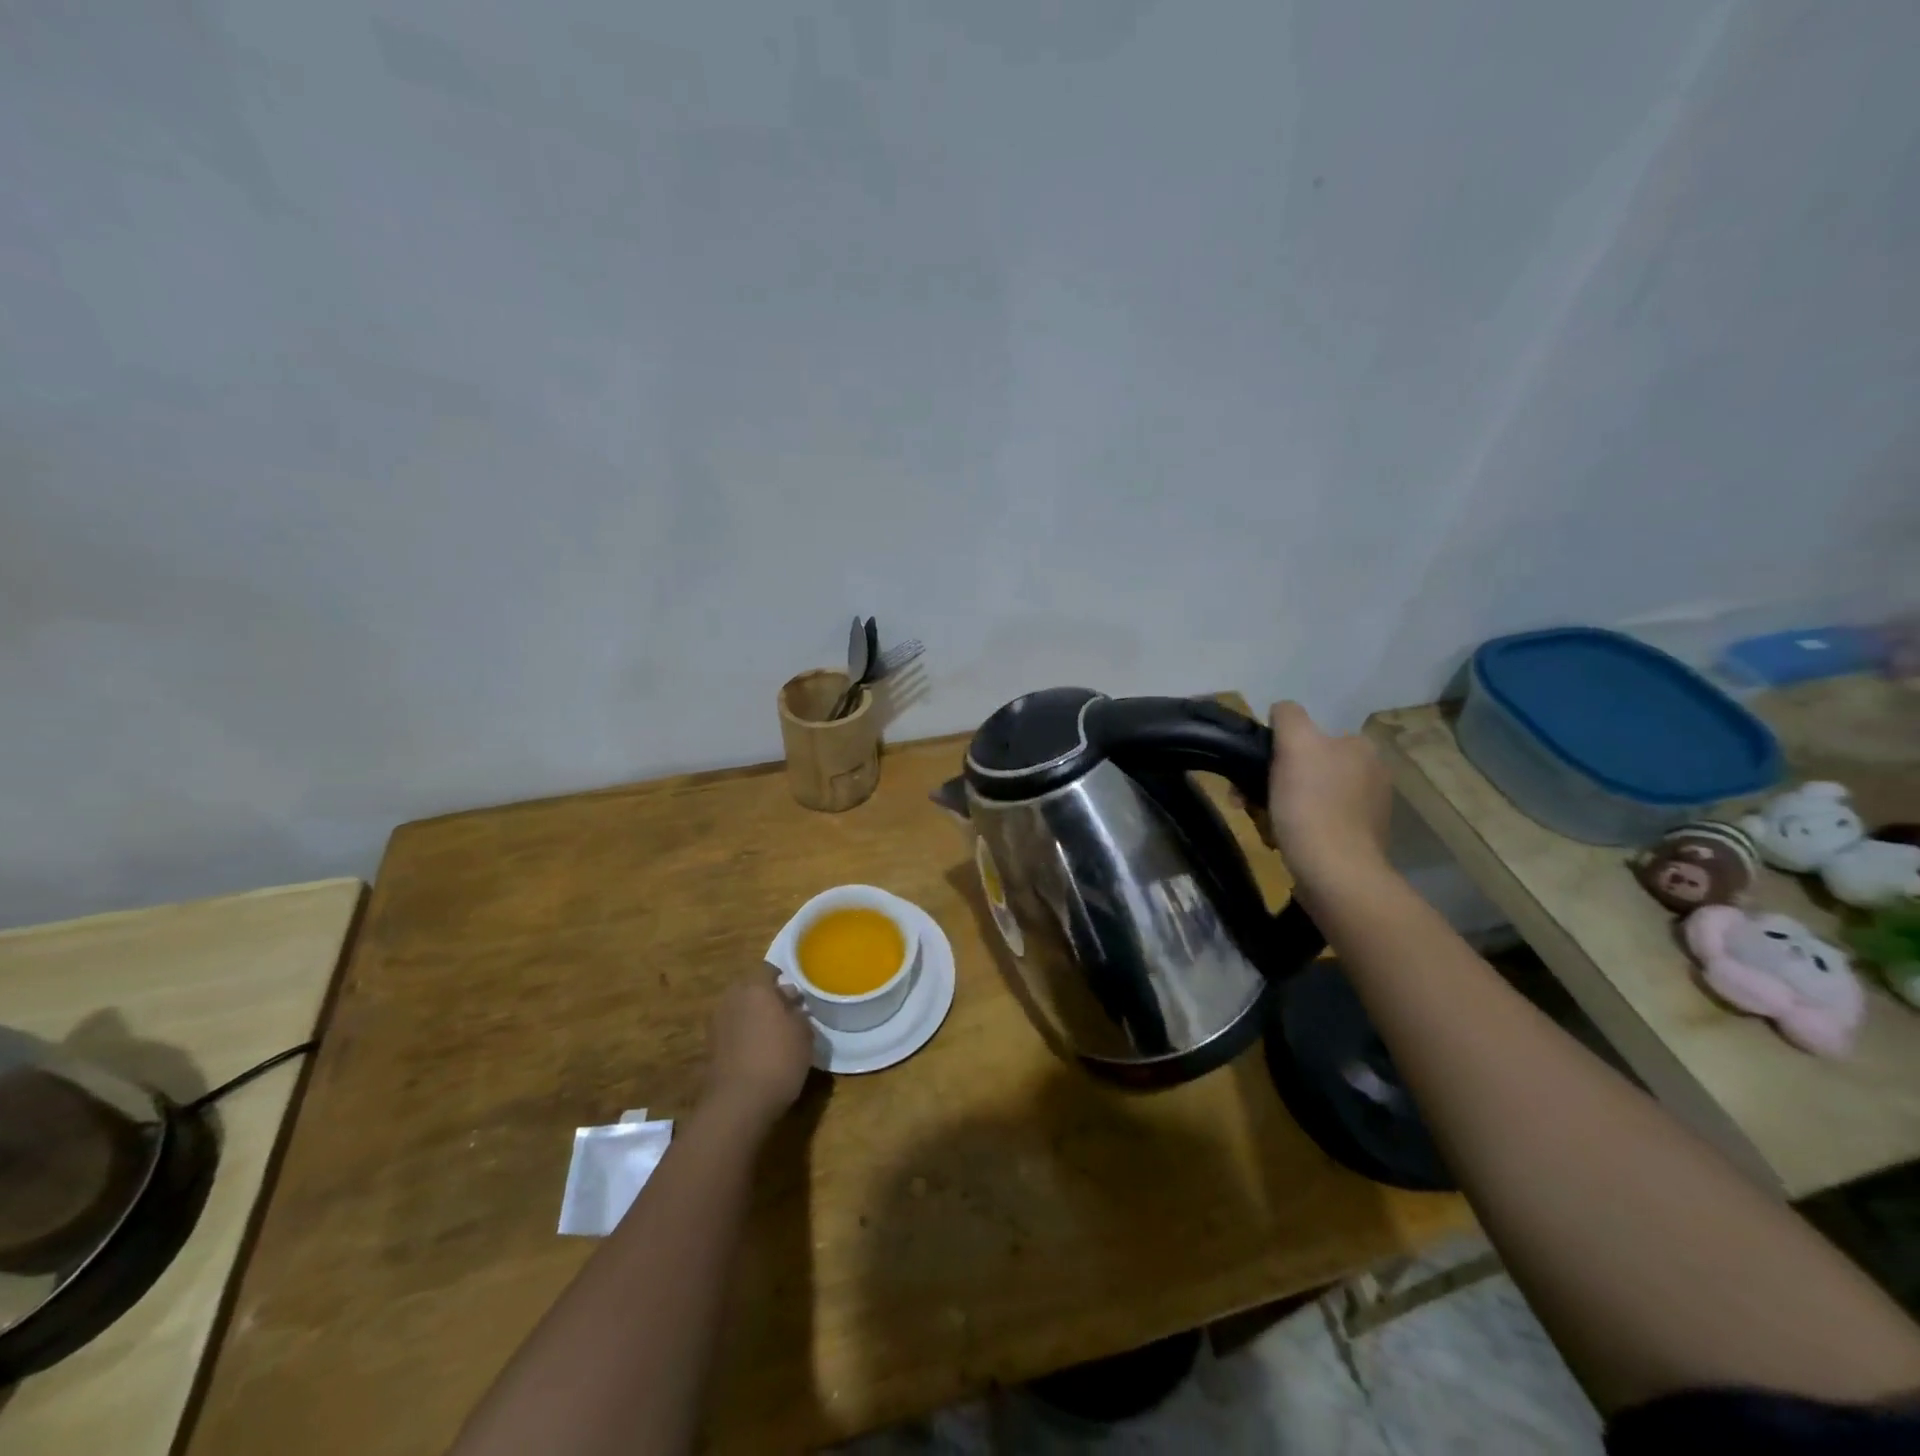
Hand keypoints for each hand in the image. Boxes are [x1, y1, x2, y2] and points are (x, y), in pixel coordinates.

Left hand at [701, 968, 816, 1125]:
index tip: (796, 990)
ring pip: (740, 1010)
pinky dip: (744, 1035)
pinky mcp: (710, 1047)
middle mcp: (732, 998)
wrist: (738, 1104)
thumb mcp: (804, 1034)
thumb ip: (798, 1013)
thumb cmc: (778, 1060)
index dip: (783, 977)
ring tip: (775, 1033)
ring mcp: (717, 1023)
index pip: (768, 969)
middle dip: (767, 996)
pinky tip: (759, 1051)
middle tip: (787, 1011)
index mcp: (755, 987)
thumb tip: (792, 1004)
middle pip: (751, 989)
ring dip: (754, 1016)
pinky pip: (732, 1030)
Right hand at [1264, 701, 1392, 892]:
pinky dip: (1297, 827)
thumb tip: (1282, 711)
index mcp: (1361, 747)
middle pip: (1307, 766)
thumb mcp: (1295, 744)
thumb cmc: (1311, 804)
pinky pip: (1318, 823)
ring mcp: (1368, 810)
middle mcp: (1372, 774)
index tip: (1256, 770)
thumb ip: (1289, 716)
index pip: (1310, 734)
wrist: (1334, 872)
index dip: (1278, 749)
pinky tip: (1283, 839)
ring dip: (1282, 804)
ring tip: (1261, 822)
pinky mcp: (1359, 841)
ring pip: (1309, 795)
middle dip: (1274, 780)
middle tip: (1246, 801)